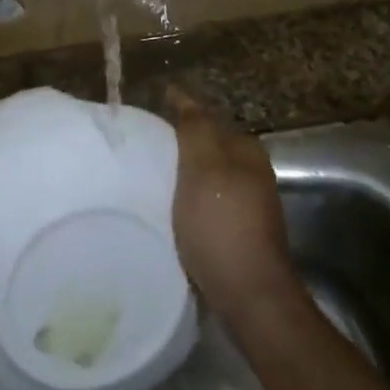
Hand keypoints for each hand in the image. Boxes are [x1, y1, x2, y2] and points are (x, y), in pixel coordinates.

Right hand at [166, 90, 297, 322]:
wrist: (248, 295)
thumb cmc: (221, 224)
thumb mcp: (203, 168)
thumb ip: (195, 129)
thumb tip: (182, 95)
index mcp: (246, 150)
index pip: (205, 118)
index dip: (176, 113)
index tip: (143, 117)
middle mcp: (252, 172)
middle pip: (207, 148)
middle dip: (177, 145)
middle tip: (137, 148)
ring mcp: (248, 205)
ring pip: (206, 177)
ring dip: (180, 174)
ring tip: (145, 177)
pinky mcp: (238, 233)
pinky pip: (205, 204)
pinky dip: (185, 201)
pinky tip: (165, 210)